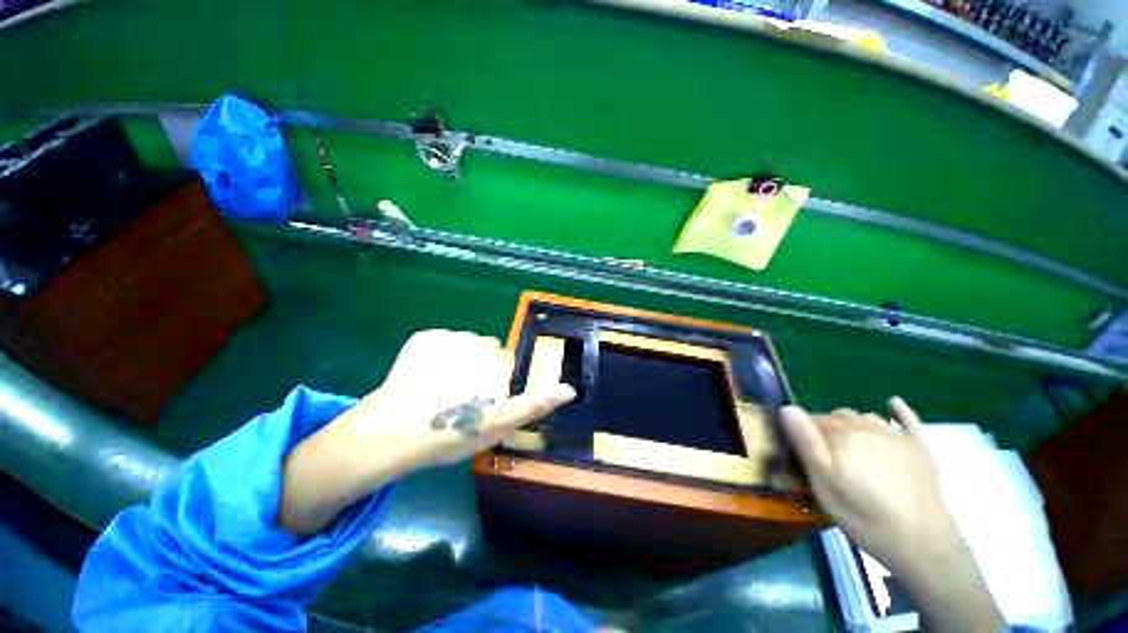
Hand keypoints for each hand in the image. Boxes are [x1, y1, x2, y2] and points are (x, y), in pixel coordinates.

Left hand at [352, 329, 575, 469]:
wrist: (392, 432)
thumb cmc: (453, 432)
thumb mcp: (502, 424)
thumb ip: (537, 403)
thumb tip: (570, 389)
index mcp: (499, 363)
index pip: (506, 363)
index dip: (494, 384)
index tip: (479, 403)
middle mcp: (479, 342)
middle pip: (487, 350)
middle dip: (480, 368)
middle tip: (460, 397)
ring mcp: (449, 336)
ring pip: (466, 343)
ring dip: (460, 358)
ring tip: (441, 388)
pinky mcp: (424, 336)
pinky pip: (442, 340)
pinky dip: (437, 353)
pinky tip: (424, 376)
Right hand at [781, 398, 1004, 631]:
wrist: (924, 544)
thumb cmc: (865, 518)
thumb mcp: (824, 487)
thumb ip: (806, 445)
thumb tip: (787, 408)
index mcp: (842, 436)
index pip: (812, 420)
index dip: (802, 432)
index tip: (800, 451)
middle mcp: (867, 427)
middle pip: (837, 417)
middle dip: (826, 428)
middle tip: (825, 456)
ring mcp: (896, 435)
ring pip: (864, 417)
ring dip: (852, 425)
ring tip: (850, 447)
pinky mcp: (919, 446)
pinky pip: (908, 419)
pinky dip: (899, 410)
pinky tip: (894, 404)